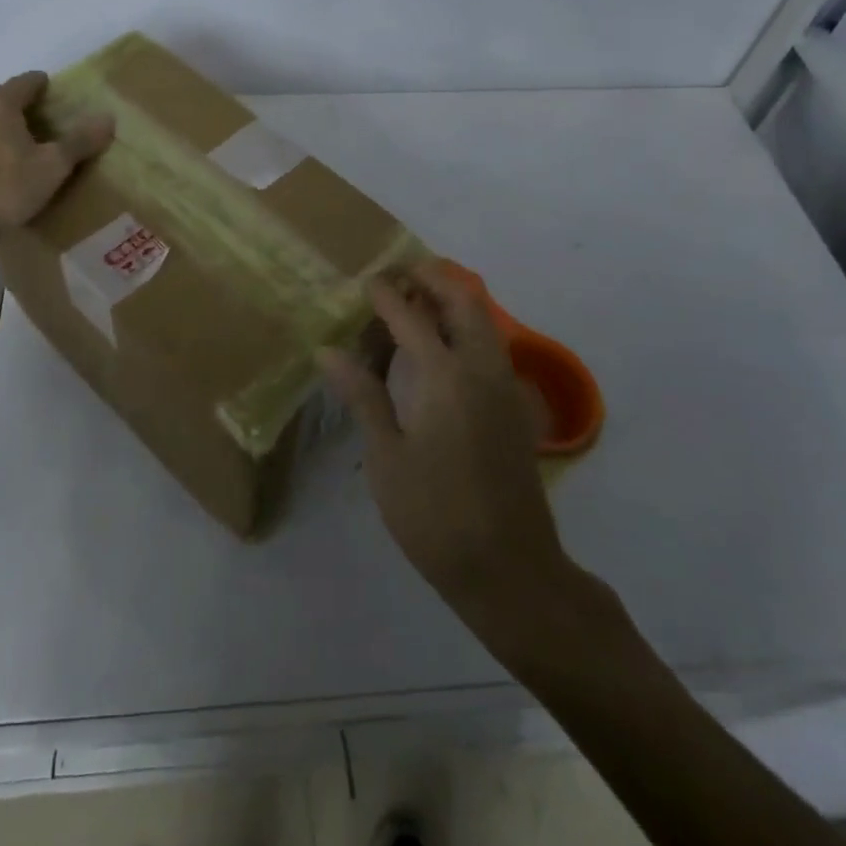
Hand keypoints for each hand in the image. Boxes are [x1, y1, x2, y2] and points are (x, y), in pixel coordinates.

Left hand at [0, 72, 112, 272]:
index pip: (26, 81)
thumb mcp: (51, 169)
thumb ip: (80, 141)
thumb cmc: (3, 191)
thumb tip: (108, 116)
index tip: (51, 92)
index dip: (41, 85)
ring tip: (2, 145)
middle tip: (31, 123)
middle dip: (13, 104)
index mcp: (1, 104)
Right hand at [319, 265, 566, 616]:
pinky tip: (440, 351)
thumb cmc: (435, 515)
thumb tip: (329, 351)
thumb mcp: (387, 457)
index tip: (365, 281)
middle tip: (398, 276)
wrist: (510, 569)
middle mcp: (482, 368)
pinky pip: (491, 345)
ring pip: (484, 320)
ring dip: (452, 301)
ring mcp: (506, 386)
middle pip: (463, 300)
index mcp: (445, 377)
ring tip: (415, 305)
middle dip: (432, 278)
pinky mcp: (516, 407)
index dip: (385, 293)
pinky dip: (466, 328)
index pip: (410, 316)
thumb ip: (363, 396)